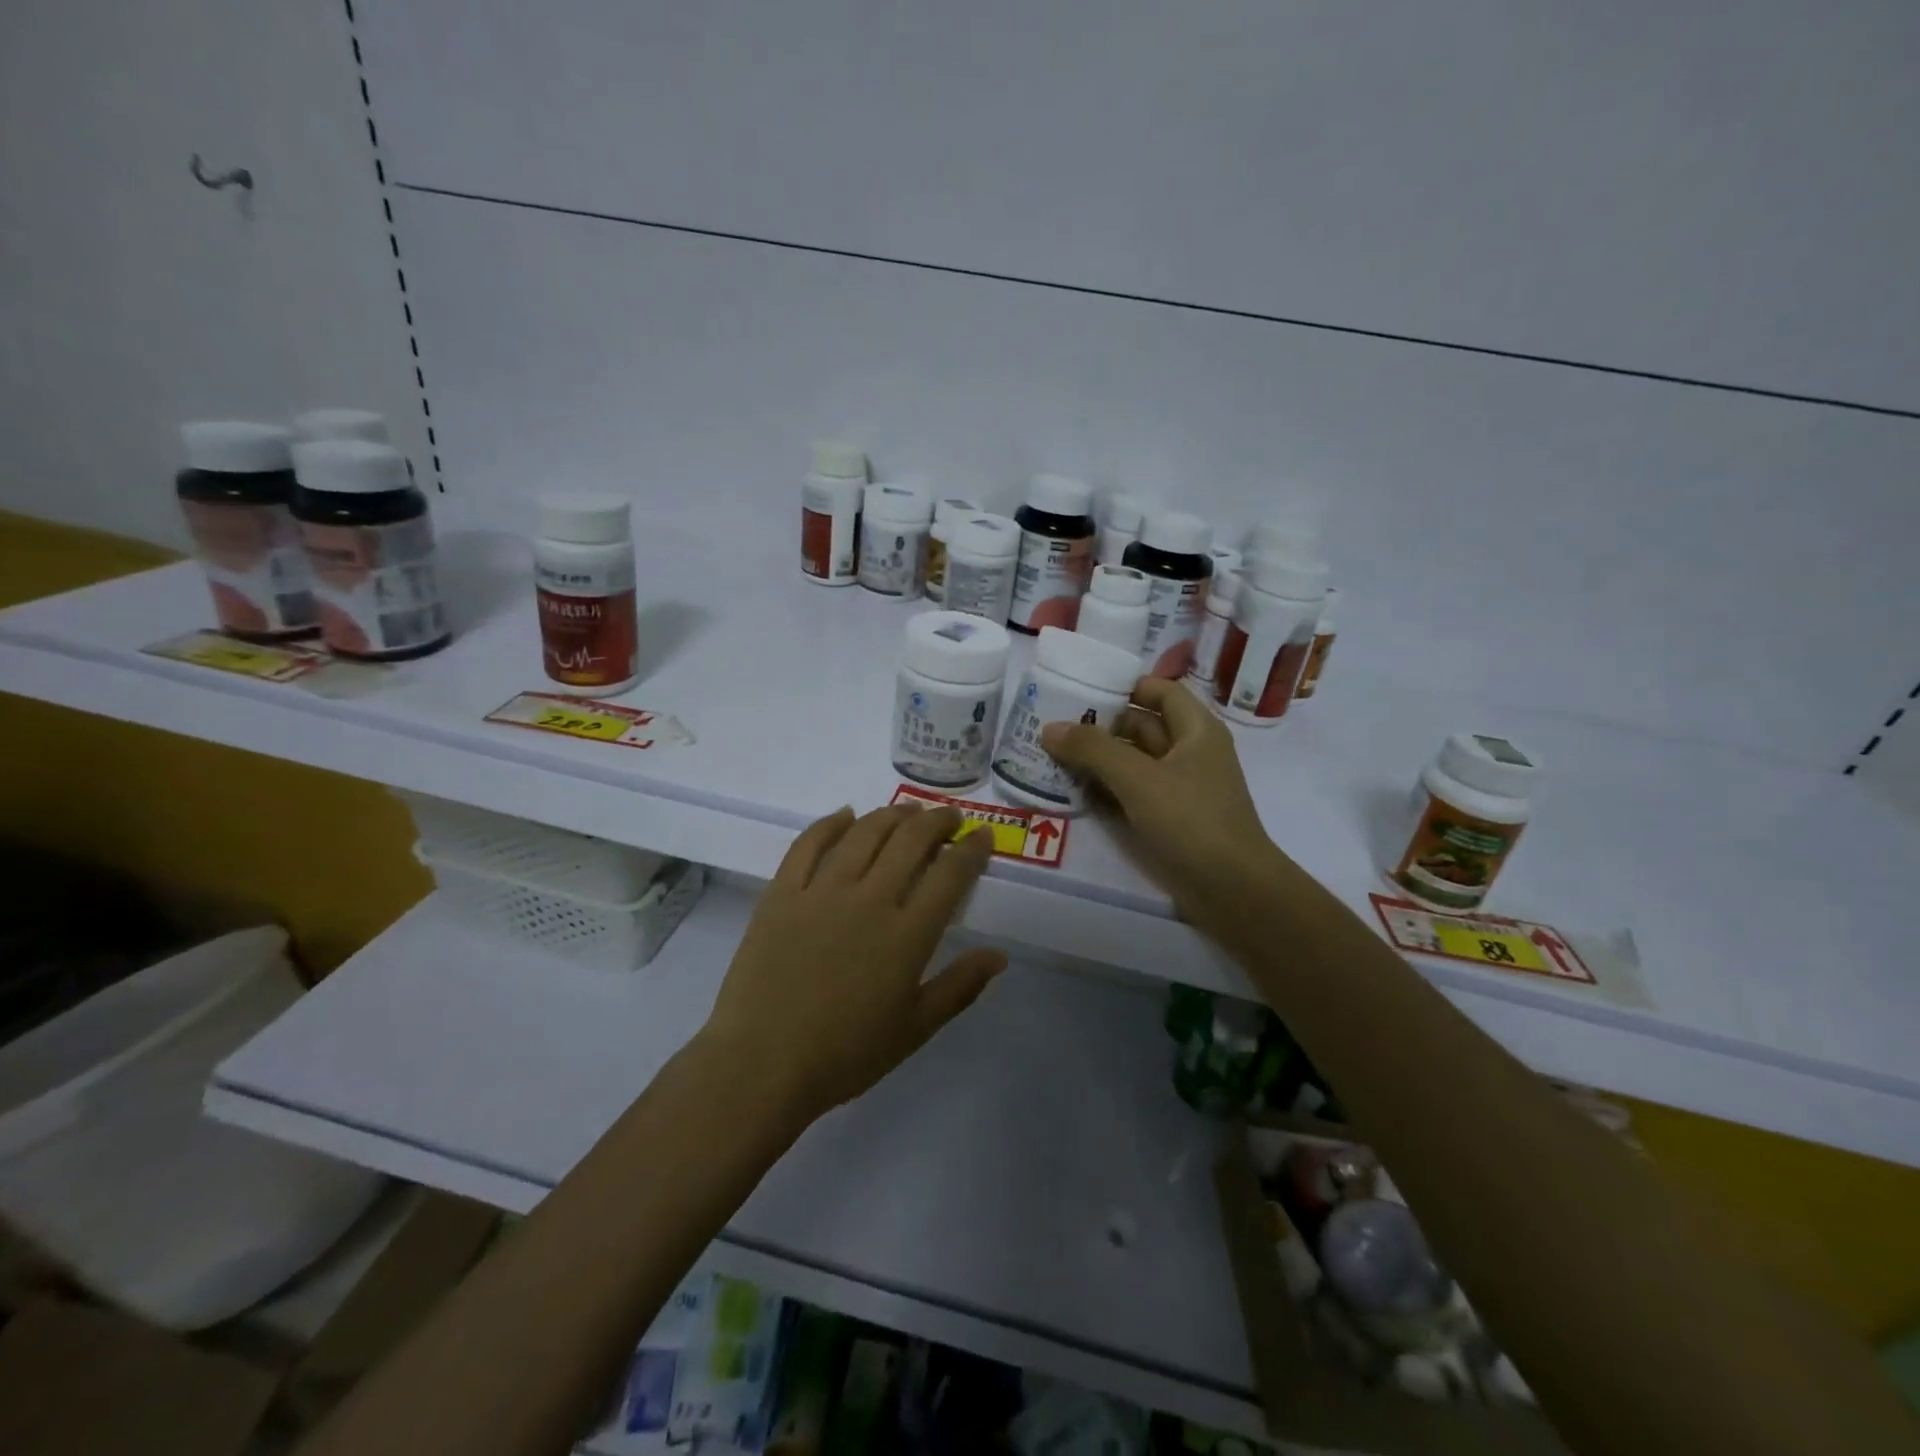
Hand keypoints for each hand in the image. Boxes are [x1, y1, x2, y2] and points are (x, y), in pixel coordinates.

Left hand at [699, 804, 1005, 1123]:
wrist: (761, 1065)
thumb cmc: (845, 1054)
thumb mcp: (915, 1029)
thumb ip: (960, 987)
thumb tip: (999, 955)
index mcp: (906, 935)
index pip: (950, 874)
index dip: (972, 849)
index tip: (982, 836)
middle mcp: (869, 900)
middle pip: (909, 841)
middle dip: (937, 821)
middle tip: (948, 817)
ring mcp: (821, 891)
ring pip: (863, 833)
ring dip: (891, 815)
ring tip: (907, 811)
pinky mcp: (781, 893)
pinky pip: (808, 844)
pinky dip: (830, 823)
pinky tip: (845, 815)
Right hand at [1042, 677, 1283, 931]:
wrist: (1233, 890)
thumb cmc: (1191, 820)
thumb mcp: (1138, 778)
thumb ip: (1092, 749)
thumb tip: (1050, 728)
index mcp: (1196, 730)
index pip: (1160, 691)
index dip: (1124, 686)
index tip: (1081, 690)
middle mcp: (1190, 753)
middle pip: (1141, 727)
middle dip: (1100, 726)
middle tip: (1053, 726)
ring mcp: (1180, 789)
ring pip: (1134, 763)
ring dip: (1099, 760)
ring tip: (1052, 756)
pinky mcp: (1170, 820)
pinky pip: (1133, 793)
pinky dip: (1107, 789)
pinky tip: (1074, 792)